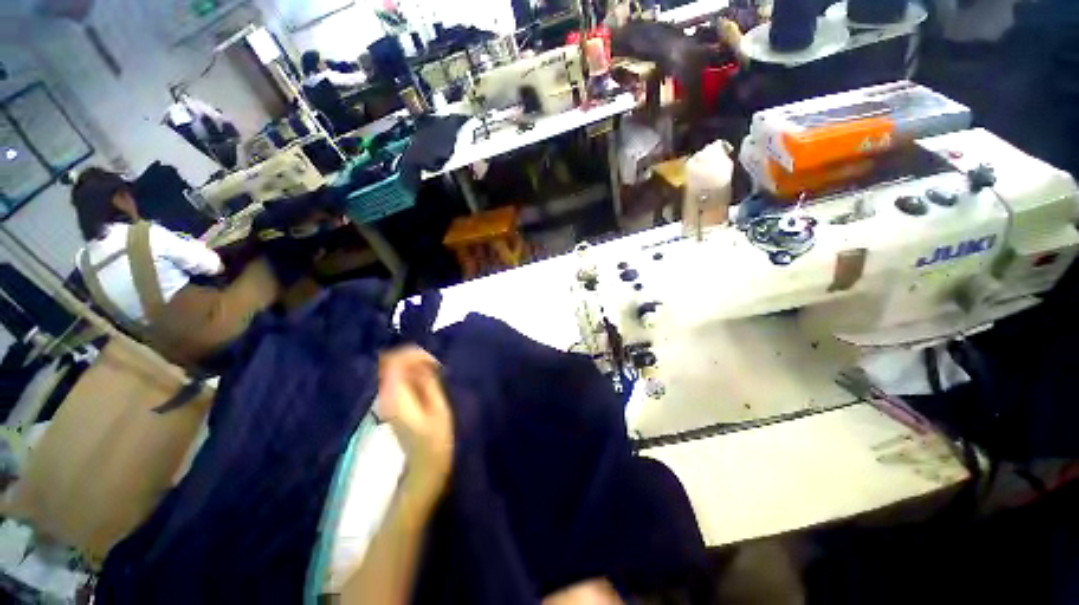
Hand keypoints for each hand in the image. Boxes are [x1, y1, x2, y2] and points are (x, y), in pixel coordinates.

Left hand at [377, 347, 454, 503]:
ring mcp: (386, 400)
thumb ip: (428, 381)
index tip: (434, 361)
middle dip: (415, 359)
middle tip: (437, 366)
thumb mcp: (438, 407)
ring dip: (415, 366)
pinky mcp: (392, 404)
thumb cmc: (436, 438)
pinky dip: (413, 375)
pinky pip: (399, 379)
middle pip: (392, 363)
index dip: (414, 355)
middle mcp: (385, 395)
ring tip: (436, 373)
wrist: (425, 465)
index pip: (393, 361)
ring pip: (395, 370)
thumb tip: (424, 362)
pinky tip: (428, 381)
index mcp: (395, 396)